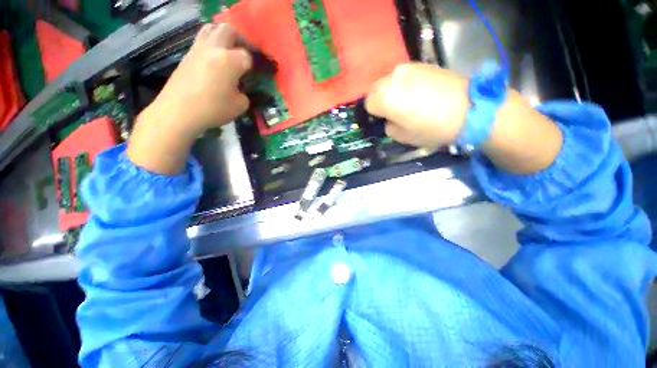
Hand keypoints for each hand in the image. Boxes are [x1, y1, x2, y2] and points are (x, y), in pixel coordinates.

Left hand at [128, 24, 252, 174]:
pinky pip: (200, 41)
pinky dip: (209, 45)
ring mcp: (198, 49)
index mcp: (230, 61)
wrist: (178, 111)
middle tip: (241, 54)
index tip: (252, 74)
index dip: (252, 65)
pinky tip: (212, 61)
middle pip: (228, 30)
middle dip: (239, 39)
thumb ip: (244, 94)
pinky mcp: (187, 55)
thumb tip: (239, 89)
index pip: (247, 55)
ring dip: (221, 36)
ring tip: (226, 53)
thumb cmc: (213, 109)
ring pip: (210, 28)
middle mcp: (214, 48)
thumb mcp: (239, 107)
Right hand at [367, 63, 562, 173]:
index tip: (384, 119)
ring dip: (391, 91)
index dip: (375, 114)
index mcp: (385, 98)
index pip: (368, 104)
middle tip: (393, 111)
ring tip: (407, 101)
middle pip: (375, 89)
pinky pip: (404, 75)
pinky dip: (404, 84)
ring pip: (389, 80)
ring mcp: (408, 68)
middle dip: (379, 100)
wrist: (470, 109)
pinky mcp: (422, 63)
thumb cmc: (432, 128)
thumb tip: (388, 118)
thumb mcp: (403, 136)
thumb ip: (388, 126)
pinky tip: (419, 93)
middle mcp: (393, 78)